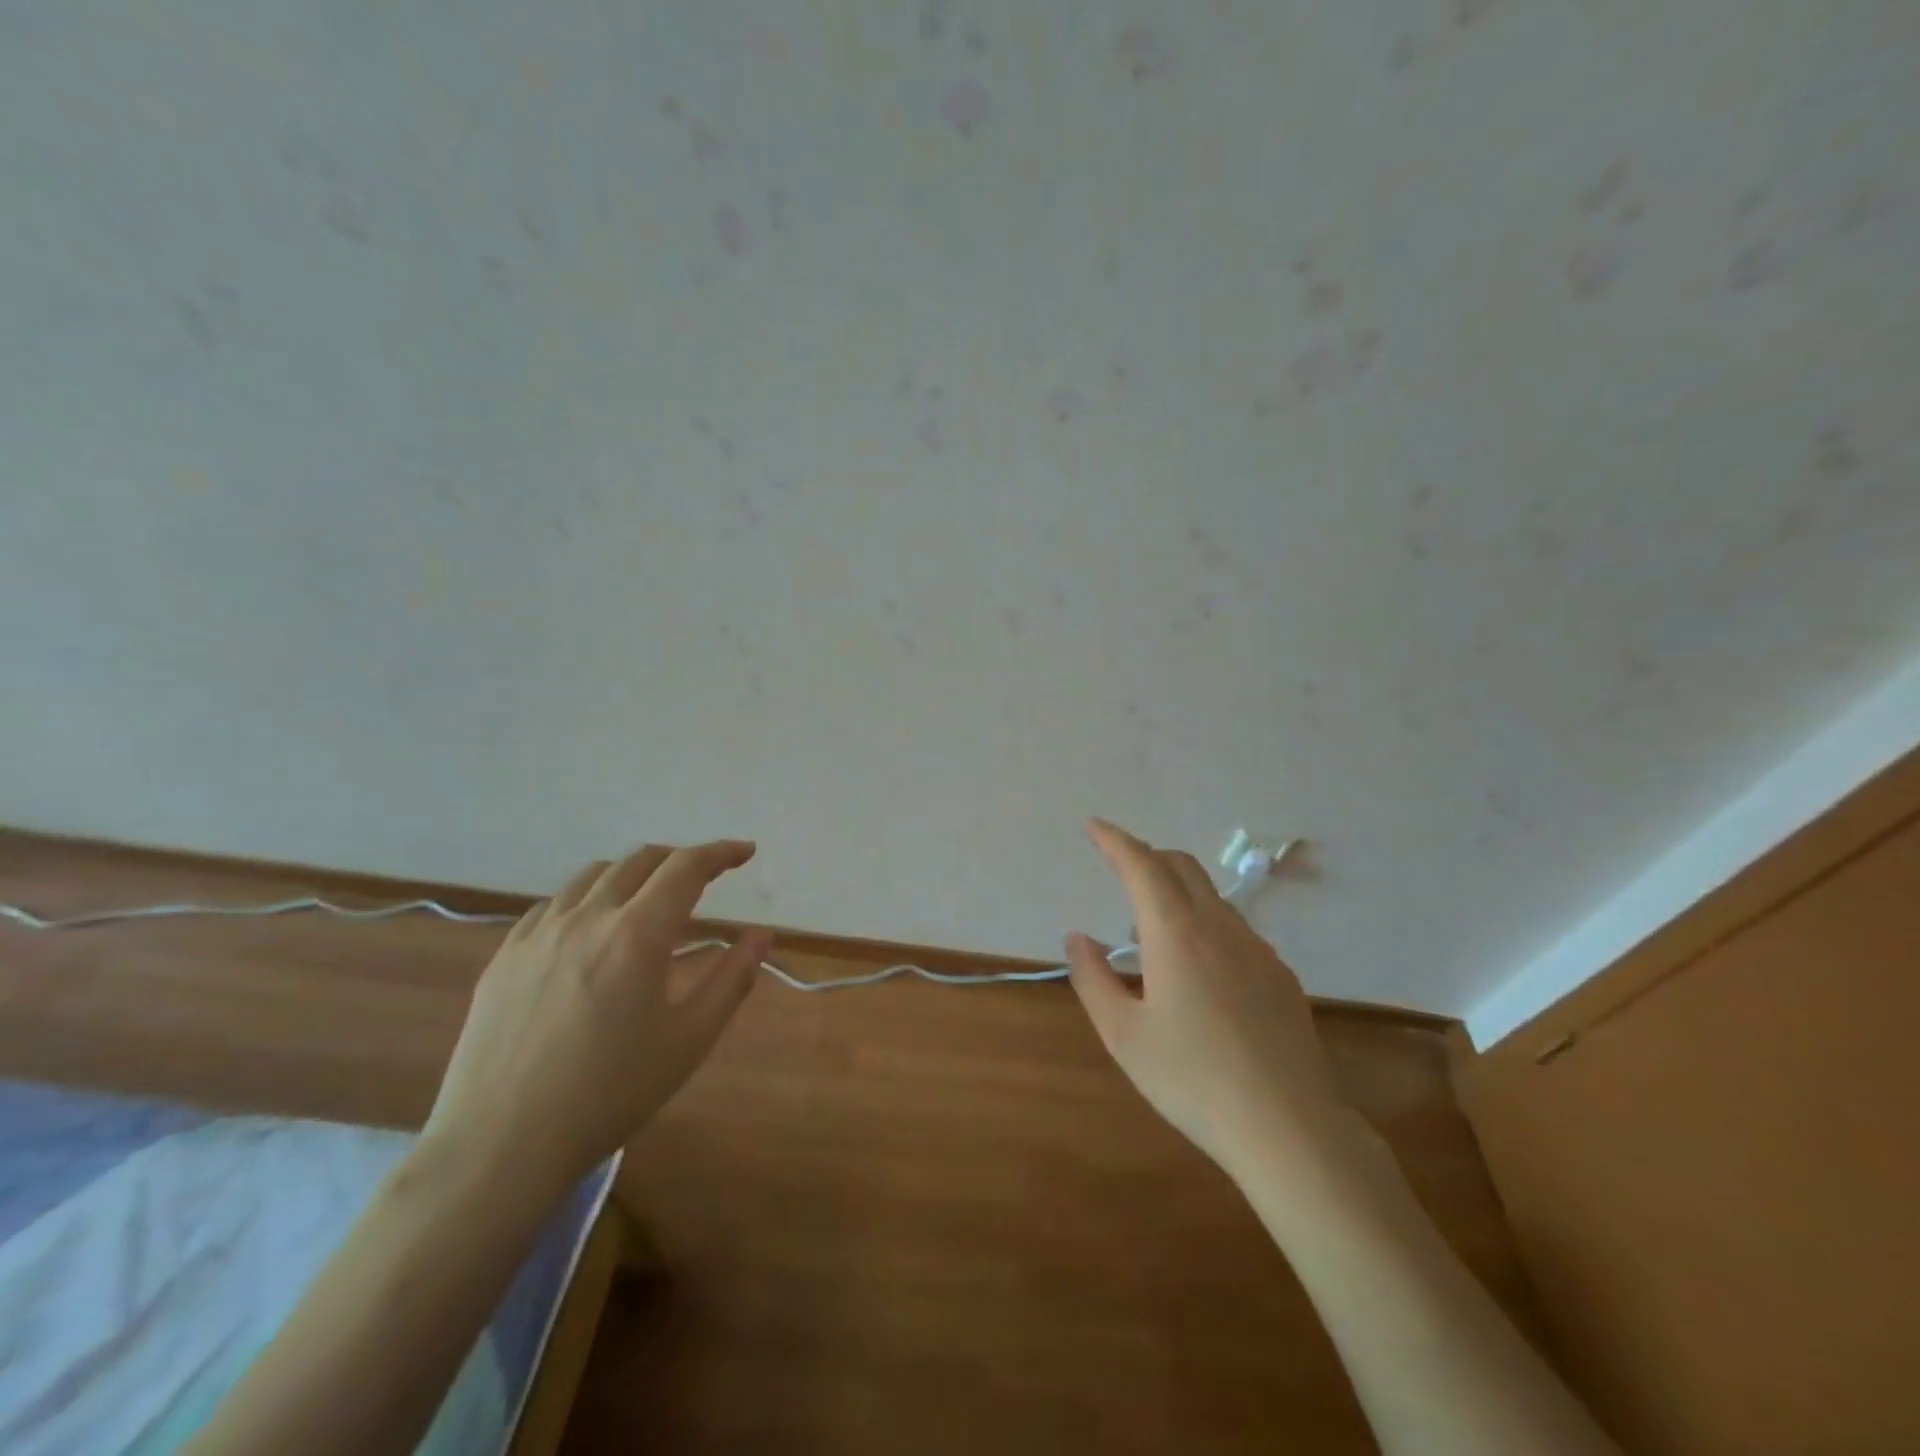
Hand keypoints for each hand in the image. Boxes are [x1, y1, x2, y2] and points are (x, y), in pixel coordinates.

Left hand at [419, 841, 770, 1202]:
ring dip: (632, 873)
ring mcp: (539, 933)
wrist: (500, 1146)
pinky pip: (553, 904)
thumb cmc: (610, 1093)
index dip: (721, 852)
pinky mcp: (505, 956)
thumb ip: (733, 979)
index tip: (745, 852)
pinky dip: (586, 898)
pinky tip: (590, 927)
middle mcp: (588, 917)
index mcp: (637, 934)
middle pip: (640, 861)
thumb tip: (763, 934)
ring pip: (593, 875)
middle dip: (680, 858)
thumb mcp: (690, 1039)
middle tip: (704, 876)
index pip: (686, 868)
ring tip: (649, 897)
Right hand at [1065, 819, 1347, 1180]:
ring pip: (1211, 897)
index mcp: (1177, 934)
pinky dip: (1203, 923)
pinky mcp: (1280, 975)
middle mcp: (1220, 927)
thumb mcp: (1124, 1035)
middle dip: (1147, 856)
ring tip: (1148, 932)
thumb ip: (1093, 978)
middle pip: (1182, 867)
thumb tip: (1078, 938)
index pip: (1142, 866)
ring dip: (1175, 892)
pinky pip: (1233, 928)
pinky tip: (1196, 971)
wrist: (1289, 1128)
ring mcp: (1257, 949)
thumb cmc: (1193, 1080)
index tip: (1093, 826)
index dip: (1115, 841)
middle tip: (1118, 866)